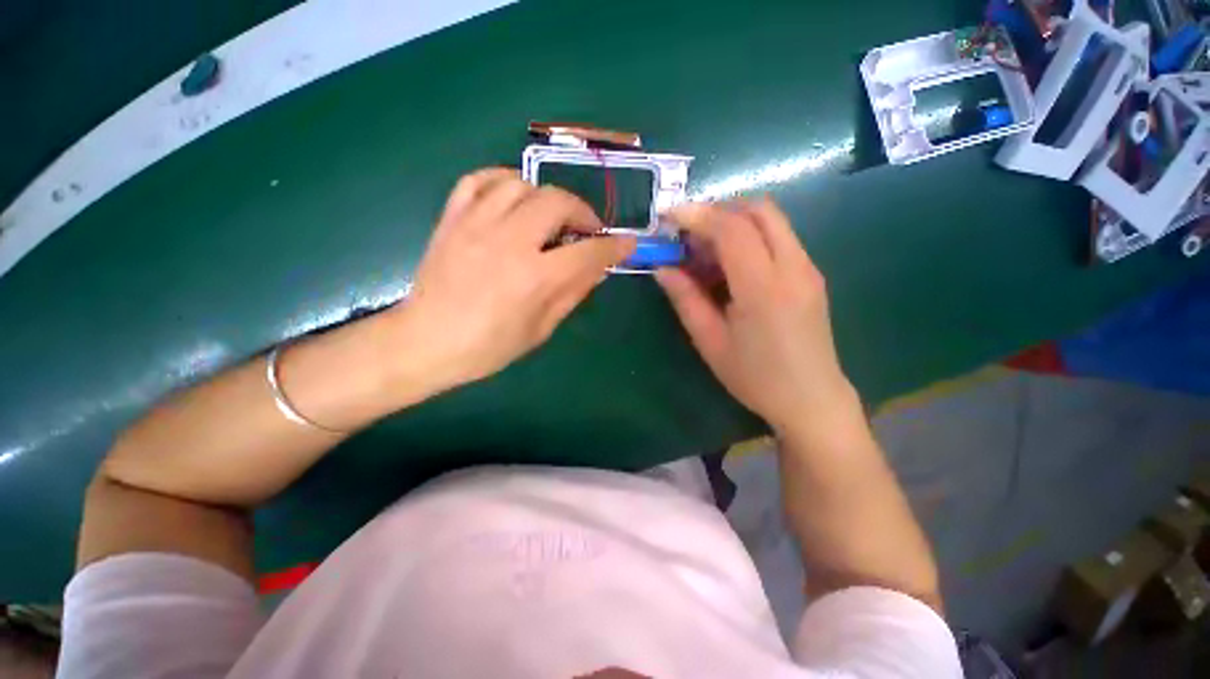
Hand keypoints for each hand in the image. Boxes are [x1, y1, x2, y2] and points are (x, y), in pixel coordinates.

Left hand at [385, 168, 635, 392]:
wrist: (426, 341)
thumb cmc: (489, 346)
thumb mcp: (541, 329)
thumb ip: (573, 293)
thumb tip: (598, 268)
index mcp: (534, 278)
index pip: (588, 252)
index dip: (614, 246)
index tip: (626, 243)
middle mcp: (509, 242)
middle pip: (558, 202)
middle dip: (582, 212)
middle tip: (586, 230)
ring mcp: (476, 224)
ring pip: (522, 184)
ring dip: (546, 197)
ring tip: (550, 217)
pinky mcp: (452, 218)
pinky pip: (479, 179)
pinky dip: (503, 181)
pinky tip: (513, 197)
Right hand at [655, 198, 852, 433]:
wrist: (811, 399)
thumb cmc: (755, 377)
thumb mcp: (710, 342)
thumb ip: (685, 299)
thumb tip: (663, 269)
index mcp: (763, 288)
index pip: (732, 229)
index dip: (698, 215)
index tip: (669, 215)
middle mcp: (793, 267)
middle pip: (758, 210)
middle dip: (718, 211)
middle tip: (689, 235)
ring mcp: (808, 268)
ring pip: (771, 220)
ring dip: (734, 223)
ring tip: (706, 253)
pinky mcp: (811, 275)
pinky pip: (779, 238)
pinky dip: (750, 237)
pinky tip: (731, 266)